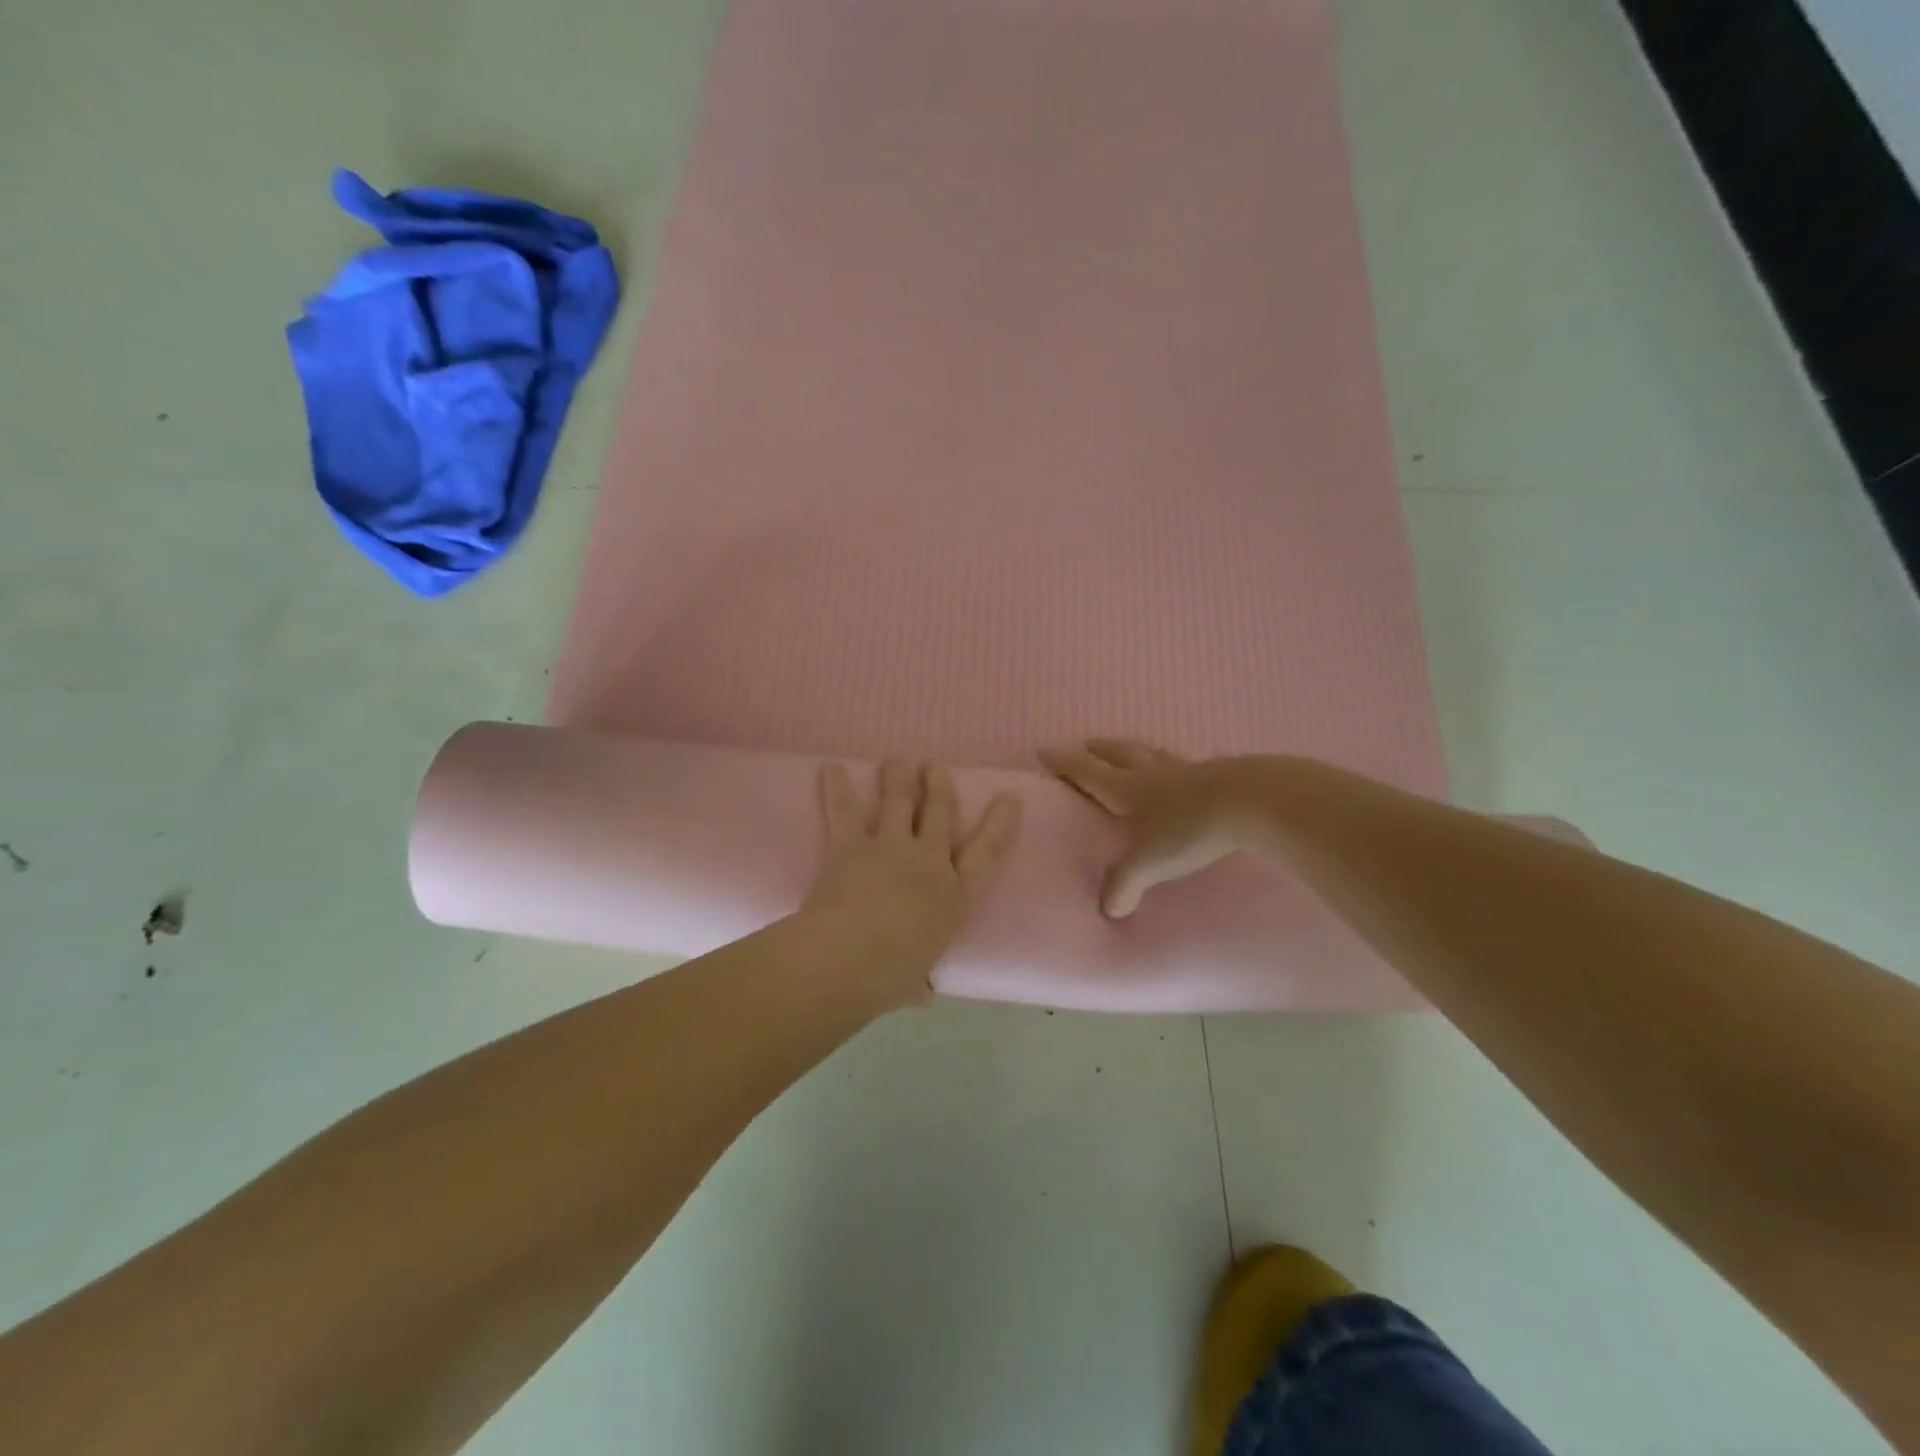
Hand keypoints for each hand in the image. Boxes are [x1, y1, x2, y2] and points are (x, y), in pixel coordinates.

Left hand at [802, 760, 1021, 1006]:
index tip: (1008, 797)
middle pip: (939, 813)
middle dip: (938, 786)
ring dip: (897, 777)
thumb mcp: (916, 982)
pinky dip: (837, 787)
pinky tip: (831, 768)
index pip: (987, 852)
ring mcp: (891, 847)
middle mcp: (928, 862)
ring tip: (895, 760)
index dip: (1000, 822)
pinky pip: (844, 810)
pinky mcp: (852, 844)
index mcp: (954, 896)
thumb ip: (920, 981)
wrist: (852, 956)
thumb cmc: (892, 976)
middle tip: (934, 766)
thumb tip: (922, 994)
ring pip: (898, 801)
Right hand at [1039, 740, 1252, 918]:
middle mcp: (1152, 773)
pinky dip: (1173, 765)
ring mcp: (1187, 769)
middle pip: (1118, 753)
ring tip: (1129, 753)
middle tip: (1085, 746)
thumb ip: (1125, 884)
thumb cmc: (1191, 828)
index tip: (1043, 749)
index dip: (1063, 762)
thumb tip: (1108, 909)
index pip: (1086, 771)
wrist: (1254, 802)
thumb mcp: (1151, 862)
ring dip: (1134, 752)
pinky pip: (1186, 764)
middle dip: (1098, 750)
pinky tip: (1184, 772)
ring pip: (1151, 754)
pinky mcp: (1218, 772)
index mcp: (1127, 789)